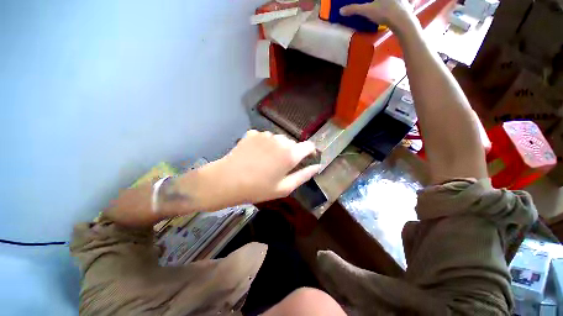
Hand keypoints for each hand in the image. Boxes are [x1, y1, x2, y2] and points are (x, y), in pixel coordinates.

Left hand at [198, 130, 320, 208]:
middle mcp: (280, 140)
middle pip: (292, 143)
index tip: (305, 159)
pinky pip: (265, 138)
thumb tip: (317, 166)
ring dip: (276, 149)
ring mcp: (265, 134)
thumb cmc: (257, 188)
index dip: (310, 152)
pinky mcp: (253, 133)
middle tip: (278, 167)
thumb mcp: (284, 188)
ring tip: (265, 162)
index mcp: (290, 154)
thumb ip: (304, 176)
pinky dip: (264, 145)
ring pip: (278, 140)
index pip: (309, 146)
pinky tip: (254, 155)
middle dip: (290, 153)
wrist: (226, 180)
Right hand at [340, 0, 413, 30]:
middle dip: (381, 0)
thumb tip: (341, 10)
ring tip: (400, 3)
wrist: (401, 20)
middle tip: (381, 3)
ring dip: (404, 1)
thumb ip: (354, 9)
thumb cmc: (384, 12)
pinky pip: (411, 1)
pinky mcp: (410, 3)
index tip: (374, 1)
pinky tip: (409, 4)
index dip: (374, 0)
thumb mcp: (366, 11)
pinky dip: (410, 2)